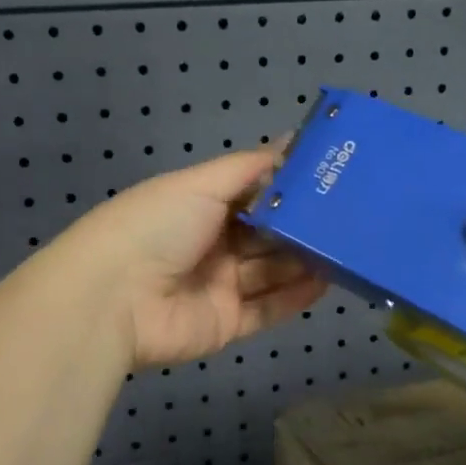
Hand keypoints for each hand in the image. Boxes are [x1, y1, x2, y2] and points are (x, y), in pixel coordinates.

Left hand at [52, 150, 325, 369]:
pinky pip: (267, 309)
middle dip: (302, 226)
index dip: (287, 187)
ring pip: (271, 271)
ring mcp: (218, 286)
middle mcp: (210, 244)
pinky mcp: (225, 323)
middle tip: (352, 215)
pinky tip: (328, 282)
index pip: (252, 194)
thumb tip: (291, 141)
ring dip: (305, 261)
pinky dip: (296, 297)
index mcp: (199, 207)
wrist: (114, 299)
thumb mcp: (200, 184)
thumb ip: (249, 167)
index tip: (330, 176)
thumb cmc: (156, 226)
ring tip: (349, 246)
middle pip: (266, 235)